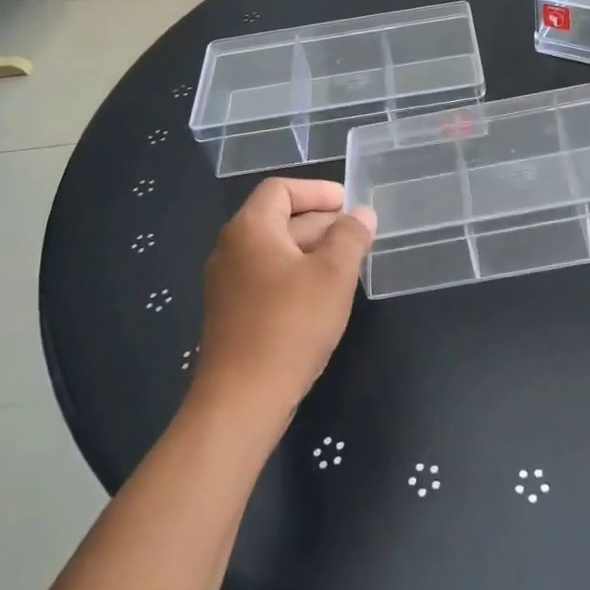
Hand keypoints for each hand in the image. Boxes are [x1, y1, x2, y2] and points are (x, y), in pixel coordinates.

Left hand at [194, 179, 375, 419]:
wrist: (241, 399)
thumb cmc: (291, 325)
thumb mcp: (333, 275)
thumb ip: (350, 237)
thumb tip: (361, 214)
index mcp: (250, 229)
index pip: (280, 189)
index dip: (316, 190)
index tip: (347, 203)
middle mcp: (231, 249)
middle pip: (278, 219)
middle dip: (319, 223)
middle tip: (356, 235)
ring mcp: (227, 284)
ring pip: (274, 252)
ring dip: (310, 251)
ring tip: (347, 265)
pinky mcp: (231, 315)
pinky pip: (266, 279)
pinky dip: (295, 276)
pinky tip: (321, 297)